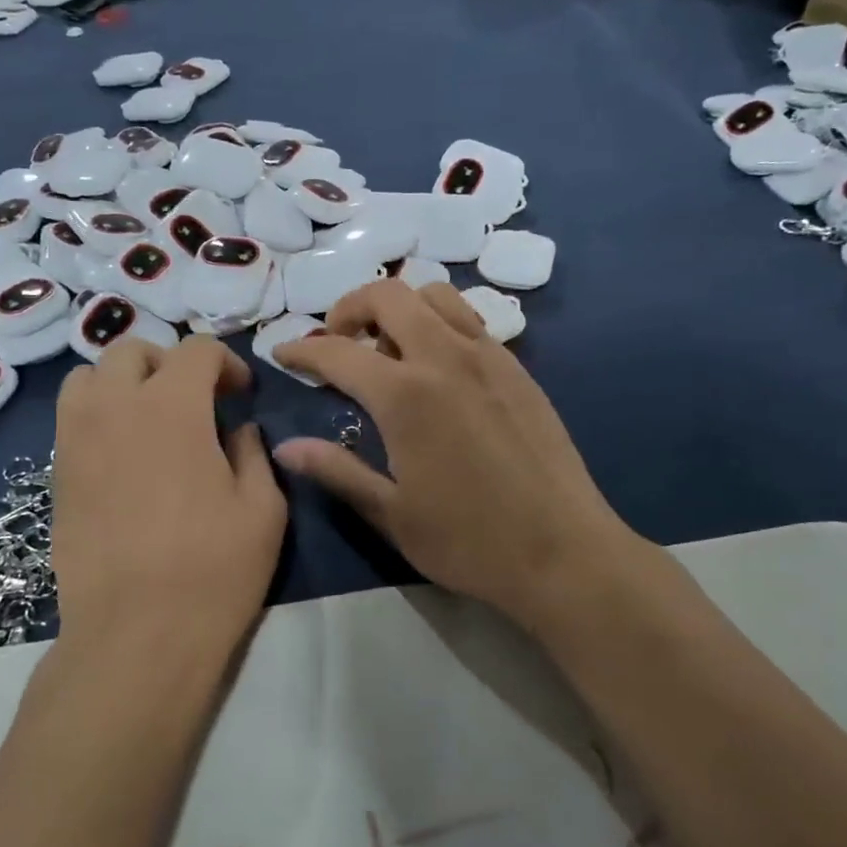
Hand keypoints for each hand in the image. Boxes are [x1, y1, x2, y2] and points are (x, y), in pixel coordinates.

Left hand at [52, 337, 285, 661]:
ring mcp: (76, 439)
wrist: (136, 634)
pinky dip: (98, 415)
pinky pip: (71, 418)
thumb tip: (237, 429)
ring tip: (148, 417)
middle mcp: (115, 407)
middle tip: (194, 400)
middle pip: (132, 350)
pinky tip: (123, 455)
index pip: (195, 350)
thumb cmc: (213, 569)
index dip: (225, 362)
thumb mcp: (262, 508)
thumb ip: (252, 452)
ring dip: (123, 382)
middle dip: (169, 363)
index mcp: (173, 407)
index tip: (240, 395)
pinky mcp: (56, 474)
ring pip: (88, 376)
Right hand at [273, 280, 635, 634]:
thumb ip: (336, 470)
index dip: (301, 350)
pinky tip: (437, 367)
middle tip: (337, 341)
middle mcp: (444, 358)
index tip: (283, 354)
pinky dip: (439, 323)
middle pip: (388, 295)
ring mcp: (488, 357)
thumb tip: (285, 448)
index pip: (336, 351)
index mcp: (405, 394)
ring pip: (435, 295)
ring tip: (388, 347)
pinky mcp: (517, 368)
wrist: (563, 551)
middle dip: (350, 307)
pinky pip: (470, 320)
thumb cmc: (469, 540)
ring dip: (400, 307)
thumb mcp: (391, 513)